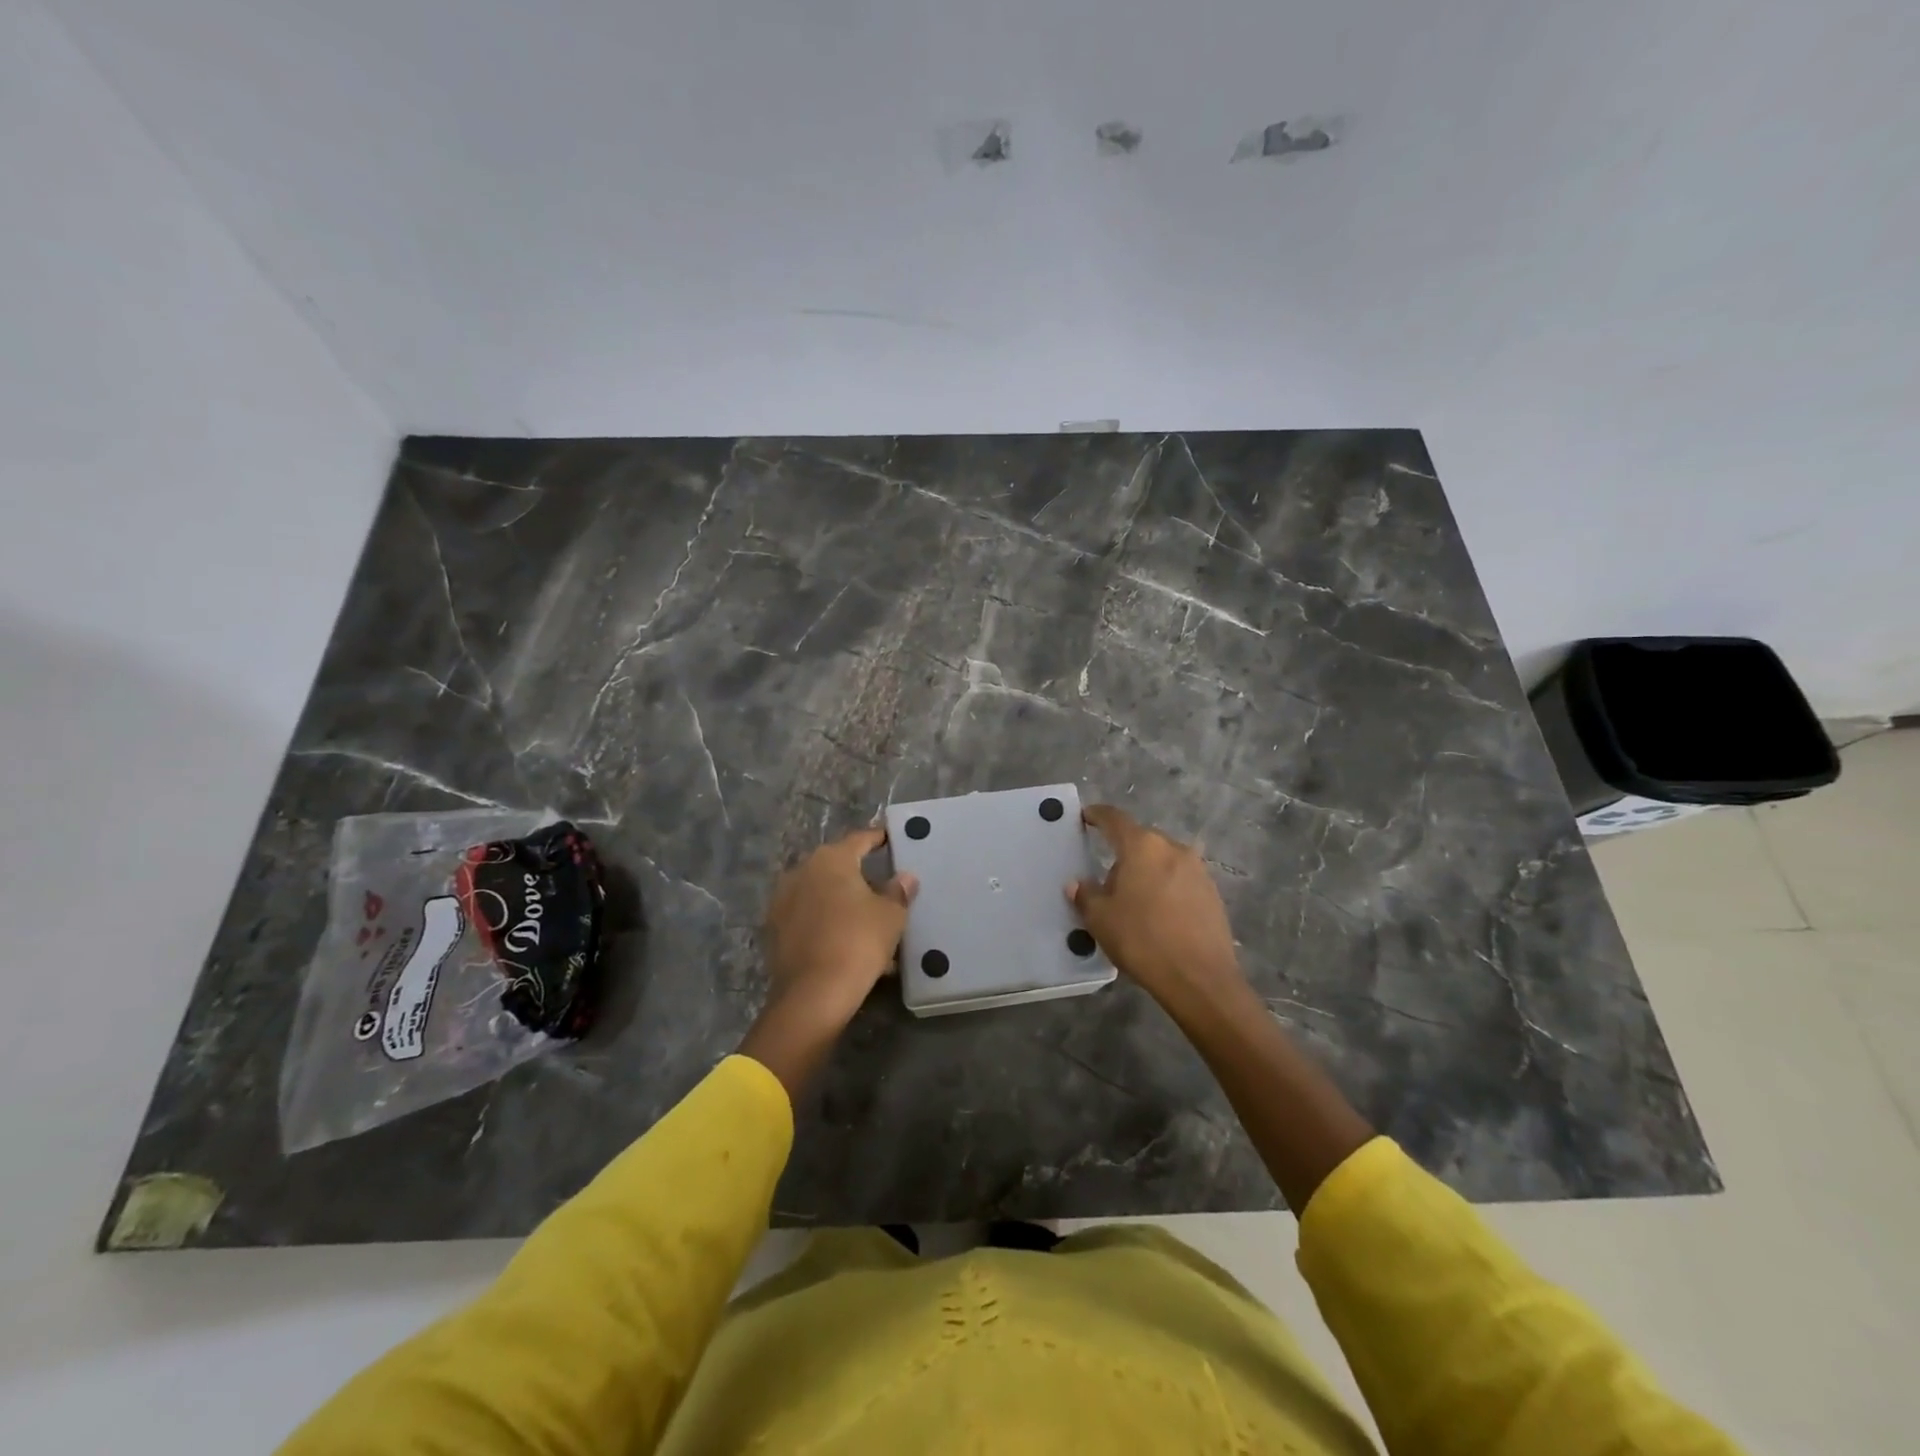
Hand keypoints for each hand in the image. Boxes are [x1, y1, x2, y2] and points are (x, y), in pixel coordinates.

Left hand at [743, 828, 918, 1097]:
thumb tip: (904, 877)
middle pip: (835, 865)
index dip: (877, 838)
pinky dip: (825, 921)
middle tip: (881, 884)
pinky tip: (844, 939)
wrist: (813, 994)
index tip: (889, 838)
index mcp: (830, 859)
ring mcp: (782, 900)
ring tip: (864, 918)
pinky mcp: (774, 929)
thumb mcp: (890, 915)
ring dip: (840, 900)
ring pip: (820, 892)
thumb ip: (898, 891)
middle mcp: (801, 871)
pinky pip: (807, 916)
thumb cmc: (858, 942)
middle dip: (857, 873)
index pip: (859, 839)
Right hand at [1068, 805, 1244, 1012]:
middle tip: (1107, 881)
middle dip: (1123, 854)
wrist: (1199, 978)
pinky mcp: (1212, 893)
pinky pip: (1180, 880)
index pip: (1114, 819)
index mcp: (1142, 846)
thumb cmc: (1142, 940)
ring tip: (1134, 902)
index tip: (1086, 816)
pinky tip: (1159, 915)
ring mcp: (1197, 869)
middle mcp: (1173, 848)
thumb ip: (1085, 895)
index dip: (1097, 815)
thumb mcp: (1101, 919)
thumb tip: (1078, 884)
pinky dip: (1166, 888)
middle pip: (1141, 841)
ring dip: (1147, 872)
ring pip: (1163, 861)